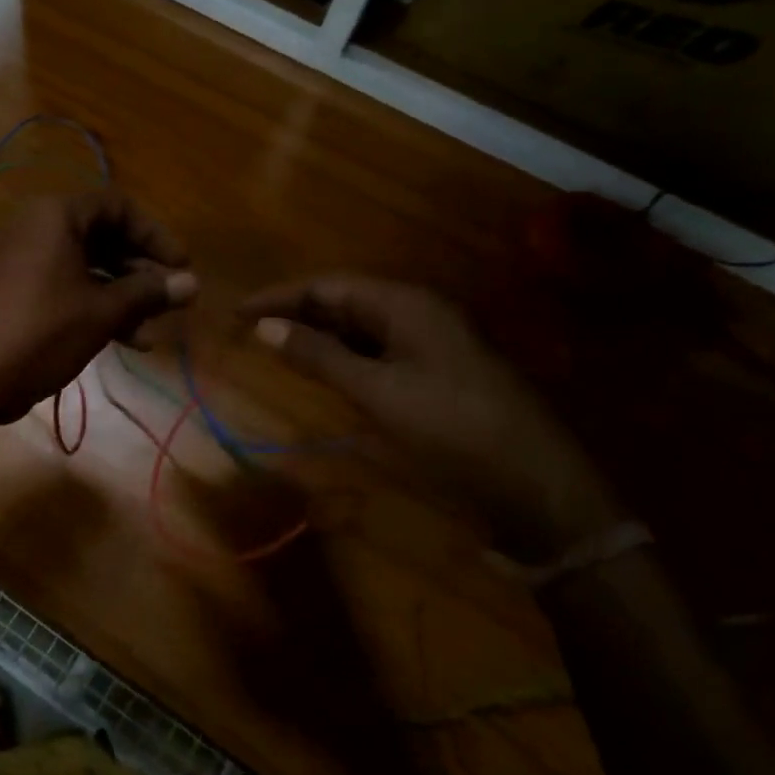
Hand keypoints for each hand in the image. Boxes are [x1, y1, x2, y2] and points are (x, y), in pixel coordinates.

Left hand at [0, 192, 197, 427]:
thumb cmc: (40, 333)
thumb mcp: (102, 312)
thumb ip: (148, 293)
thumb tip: (193, 283)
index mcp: (56, 216)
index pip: (118, 207)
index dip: (155, 236)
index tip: (181, 267)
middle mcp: (37, 229)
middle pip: (103, 237)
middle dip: (140, 271)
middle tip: (170, 301)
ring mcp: (22, 262)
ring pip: (85, 269)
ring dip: (121, 296)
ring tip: (150, 332)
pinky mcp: (14, 293)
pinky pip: (64, 289)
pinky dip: (93, 308)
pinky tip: (122, 341)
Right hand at [240, 276, 617, 560]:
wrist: (538, 489)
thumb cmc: (453, 431)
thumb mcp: (378, 393)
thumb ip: (319, 356)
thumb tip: (264, 327)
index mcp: (406, 304)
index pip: (327, 285)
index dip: (279, 297)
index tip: (236, 312)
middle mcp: (418, 312)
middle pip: (344, 301)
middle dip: (296, 313)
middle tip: (249, 331)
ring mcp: (431, 343)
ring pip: (361, 327)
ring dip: (318, 335)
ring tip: (277, 349)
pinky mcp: (437, 373)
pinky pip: (379, 351)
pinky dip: (345, 357)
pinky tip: (326, 372)